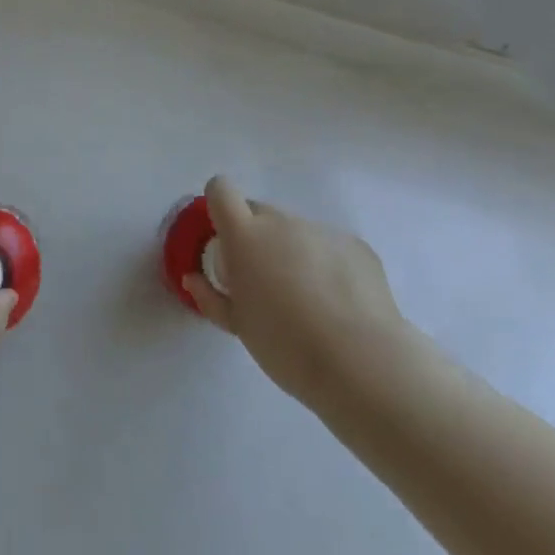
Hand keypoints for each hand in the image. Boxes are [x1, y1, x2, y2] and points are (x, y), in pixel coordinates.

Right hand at [183, 176, 416, 406]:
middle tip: (264, 282)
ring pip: (296, 233)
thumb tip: (193, 278)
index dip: (218, 207)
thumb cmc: (285, 345)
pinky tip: (339, 305)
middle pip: (259, 213)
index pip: (221, 190)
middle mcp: (282, 223)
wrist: (361, 363)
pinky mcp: (356, 246)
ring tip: (308, 302)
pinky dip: (327, 266)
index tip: (223, 238)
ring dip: (292, 254)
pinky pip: (329, 247)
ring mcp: (322, 231)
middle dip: (255, 238)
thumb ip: (210, 296)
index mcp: (245, 235)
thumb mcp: (238, 326)